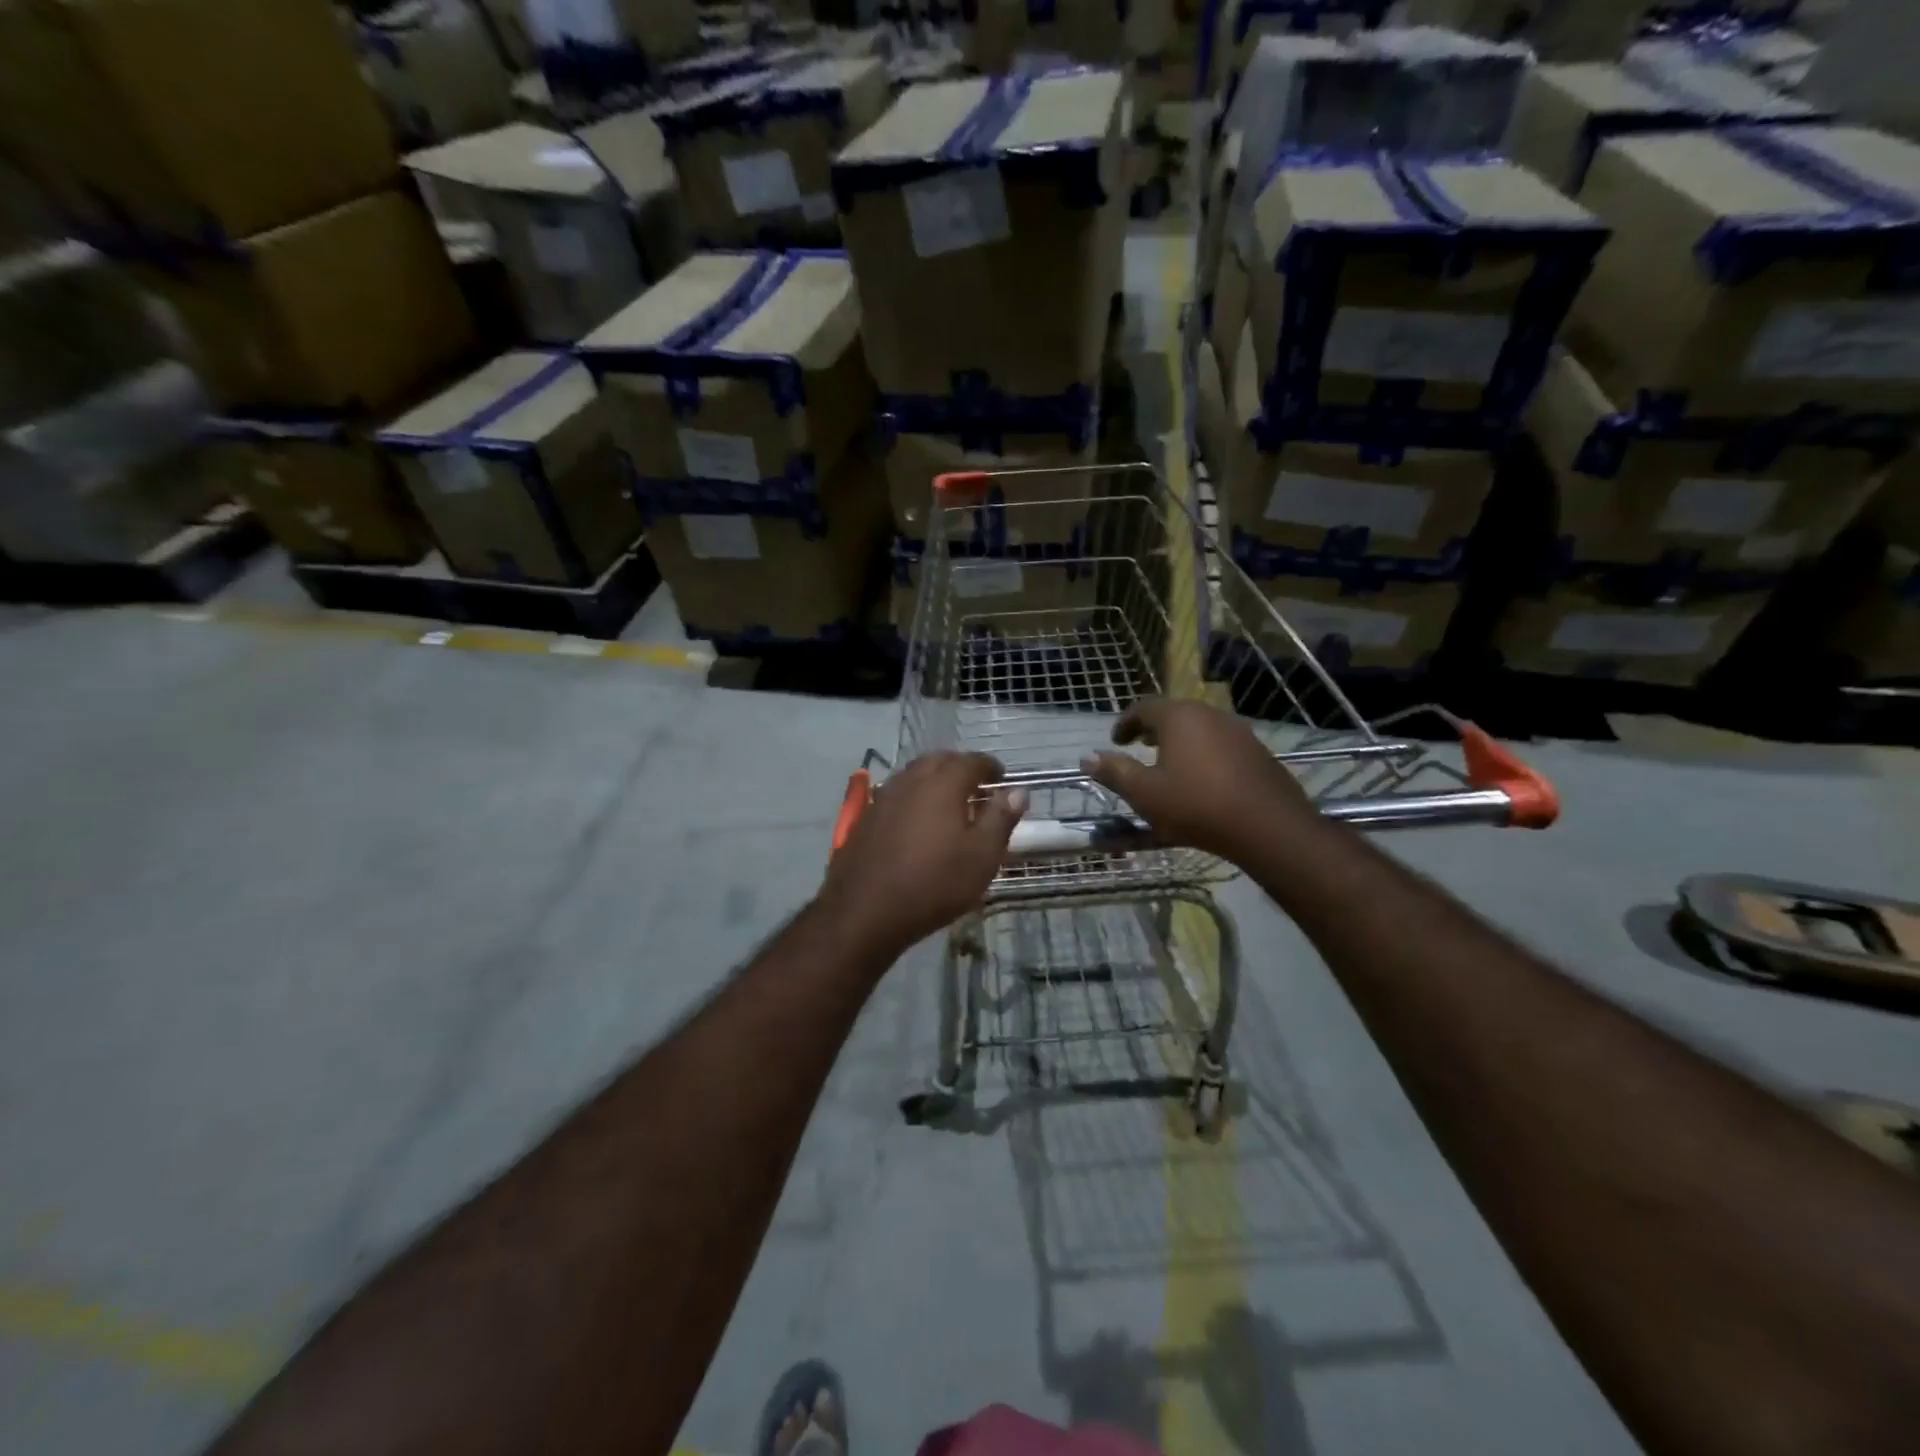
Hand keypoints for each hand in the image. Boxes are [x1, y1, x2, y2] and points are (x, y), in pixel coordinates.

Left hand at [820, 751, 1026, 957]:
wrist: (865, 911)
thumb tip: (1017, 791)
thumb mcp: (982, 856)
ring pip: (914, 775)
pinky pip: (897, 794)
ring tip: (950, 804)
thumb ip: (1001, 819)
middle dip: (961, 768)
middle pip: (939, 761)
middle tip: (977, 788)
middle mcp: (911, 780)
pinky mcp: (866, 818)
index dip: (990, 767)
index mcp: (942, 783)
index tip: (1002, 779)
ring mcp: (884, 797)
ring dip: (935, 781)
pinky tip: (918, 821)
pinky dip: (914, 798)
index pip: (972, 761)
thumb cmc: (934, 883)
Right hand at [1082, 697, 1319, 861]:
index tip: (1115, 741)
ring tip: (1168, 762)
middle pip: (1174, 713)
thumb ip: (1114, 772)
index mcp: (1178, 717)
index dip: (1125, 723)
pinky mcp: (1257, 751)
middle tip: (1139, 746)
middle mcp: (1209, 714)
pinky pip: (1220, 743)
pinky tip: (1202, 778)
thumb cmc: (1196, 806)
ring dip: (1179, 740)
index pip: (1143, 707)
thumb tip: (1088, 758)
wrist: (1268, 826)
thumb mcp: (1144, 793)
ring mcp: (1238, 731)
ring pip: (1199, 727)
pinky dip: (1203, 752)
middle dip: (1152, 728)